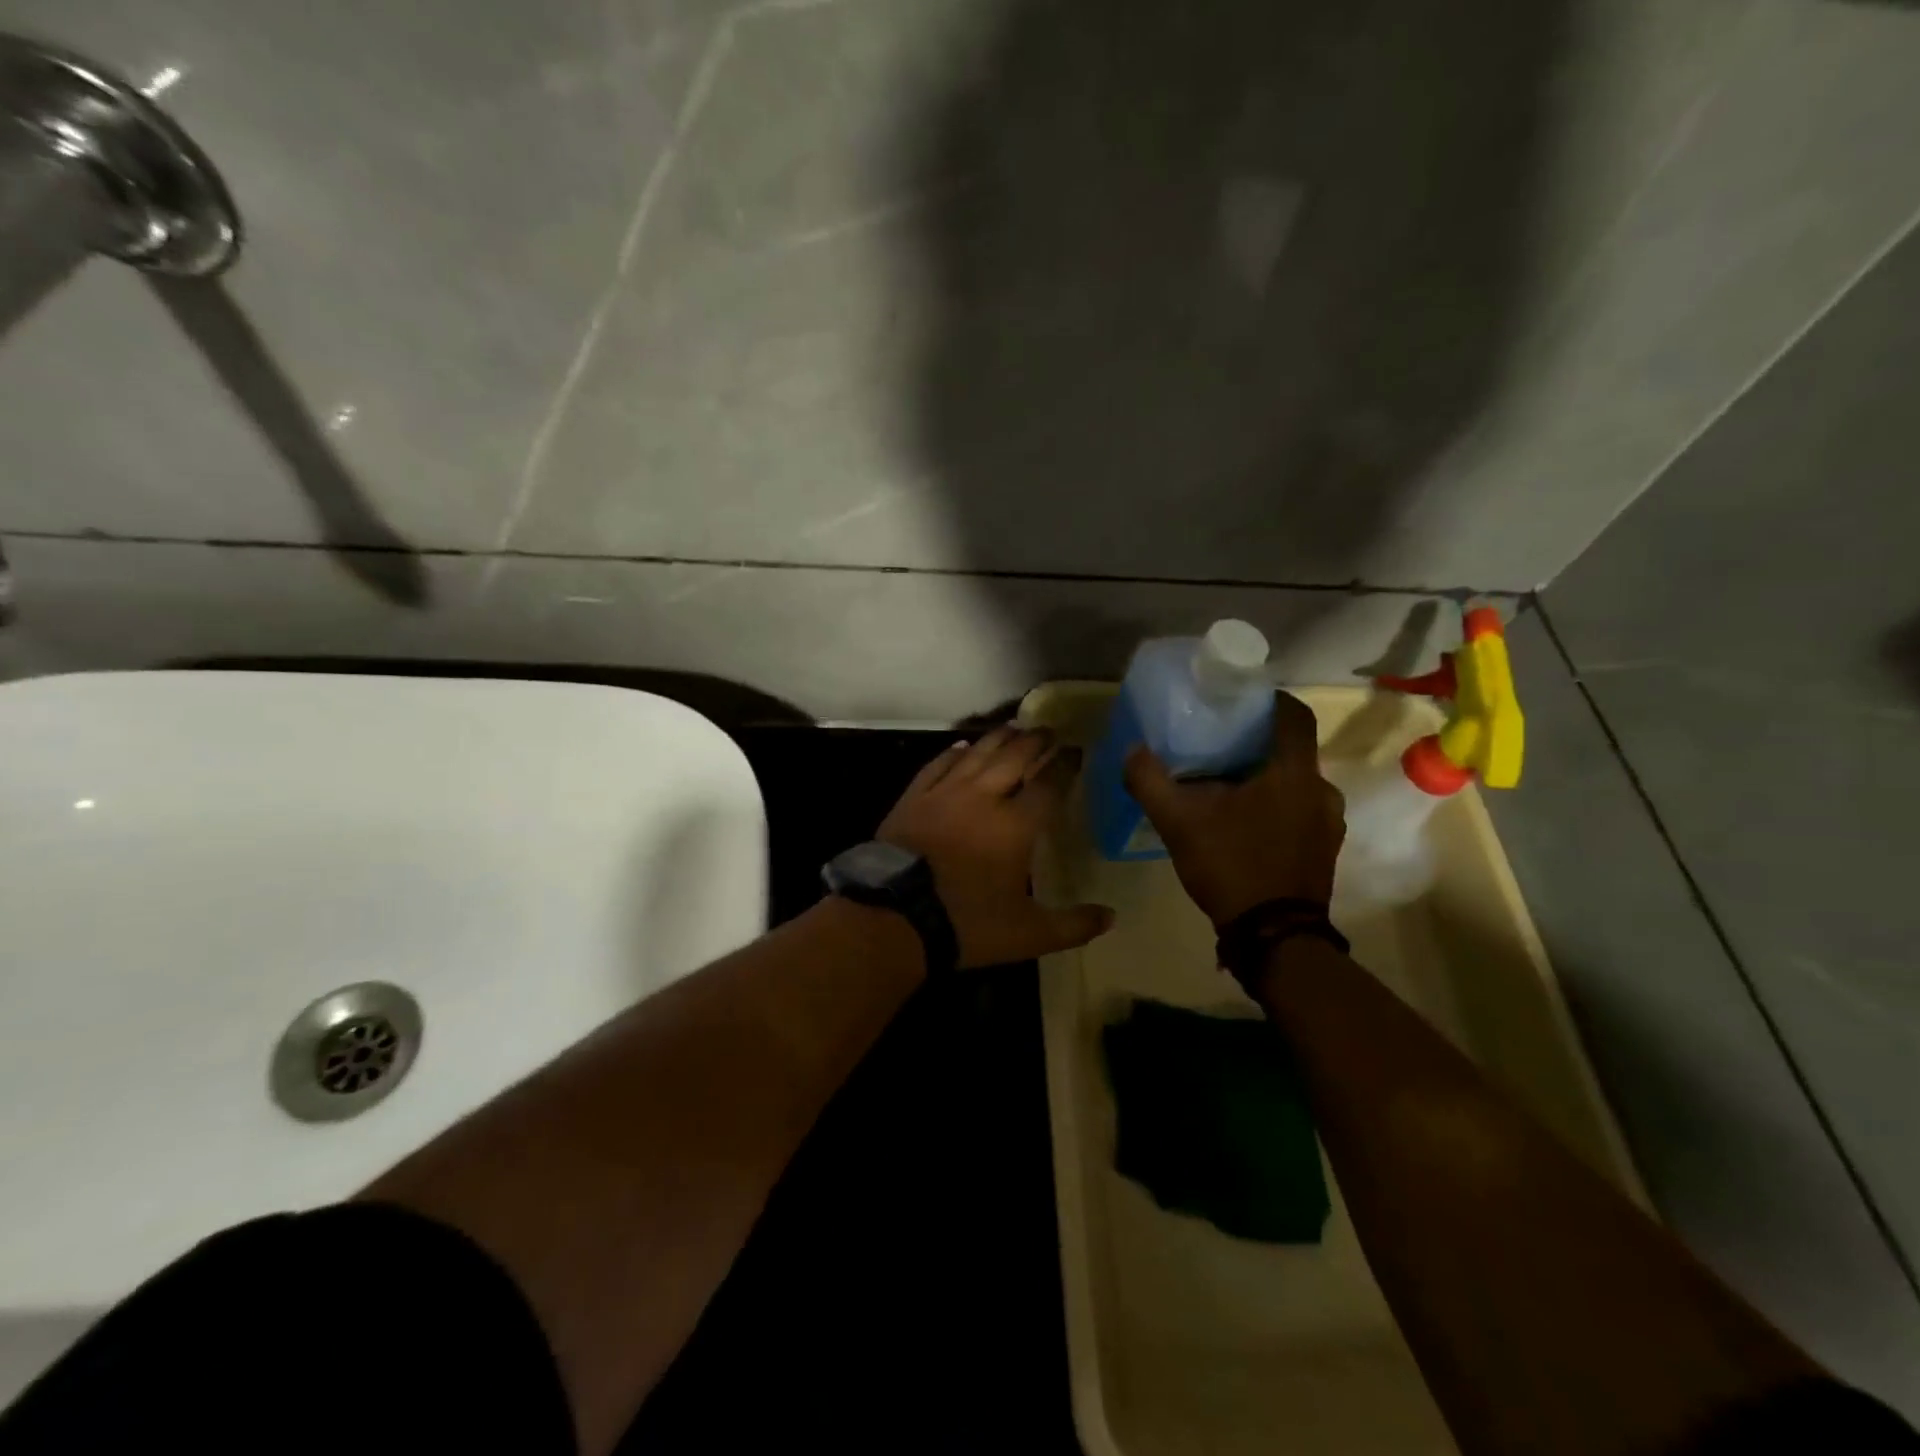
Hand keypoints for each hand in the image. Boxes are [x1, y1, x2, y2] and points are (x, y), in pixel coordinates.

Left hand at [877, 725, 1114, 967]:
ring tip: (1013, 726)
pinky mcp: (914, 798)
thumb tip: (1111, 917)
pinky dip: (954, 753)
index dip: (1065, 765)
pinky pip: (938, 765)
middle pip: (1014, 758)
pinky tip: (962, 746)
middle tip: (1048, 730)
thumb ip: (1072, 925)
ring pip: (977, 754)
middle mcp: (983, 798)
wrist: (895, 918)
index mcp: (1015, 825)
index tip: (1077, 751)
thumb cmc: (967, 923)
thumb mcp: (1028, 934)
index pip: (1048, 785)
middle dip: (1034, 741)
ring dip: (998, 738)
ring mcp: (945, 794)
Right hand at [1123, 690, 1344, 927]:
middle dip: (1256, 743)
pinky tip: (1244, 823)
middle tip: (1218, 747)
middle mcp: (1321, 790)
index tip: (1239, 700)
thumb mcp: (1179, 823)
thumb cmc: (1231, 866)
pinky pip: (1301, 810)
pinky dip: (1276, 805)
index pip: (1293, 714)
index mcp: (1292, 773)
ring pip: (1295, 782)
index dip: (1269, 699)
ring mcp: (1329, 822)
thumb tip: (1132, 750)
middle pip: (1291, 749)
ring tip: (1227, 788)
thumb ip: (1151, 782)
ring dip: (1266, 778)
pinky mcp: (1325, 848)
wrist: (1274, 938)